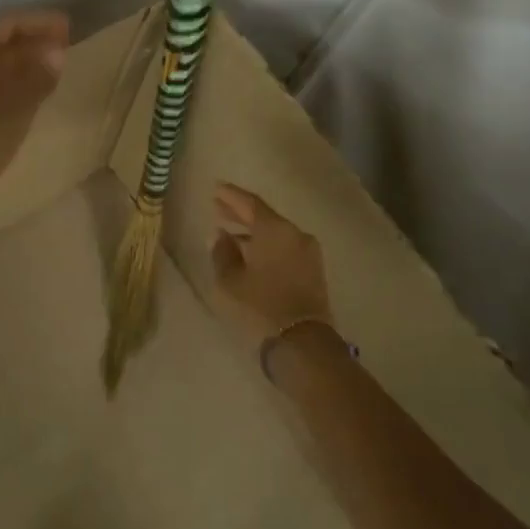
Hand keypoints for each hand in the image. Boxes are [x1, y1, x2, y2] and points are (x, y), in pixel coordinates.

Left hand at [0, 8, 69, 204]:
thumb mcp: (17, 108)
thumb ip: (38, 76)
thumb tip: (55, 52)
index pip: (9, 22)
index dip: (41, 23)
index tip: (68, 28)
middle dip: (27, 42)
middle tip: (59, 50)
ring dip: (12, 62)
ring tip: (42, 72)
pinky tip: (14, 92)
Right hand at [211, 183, 335, 336]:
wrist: (302, 340)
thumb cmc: (260, 306)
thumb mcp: (231, 280)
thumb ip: (222, 252)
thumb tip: (220, 235)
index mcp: (274, 230)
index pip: (251, 203)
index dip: (231, 195)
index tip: (216, 188)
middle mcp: (295, 233)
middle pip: (265, 216)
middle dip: (241, 212)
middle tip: (219, 207)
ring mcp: (308, 251)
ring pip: (276, 232)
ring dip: (254, 231)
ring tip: (230, 232)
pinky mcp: (314, 268)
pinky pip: (286, 246)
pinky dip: (268, 244)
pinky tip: (252, 252)